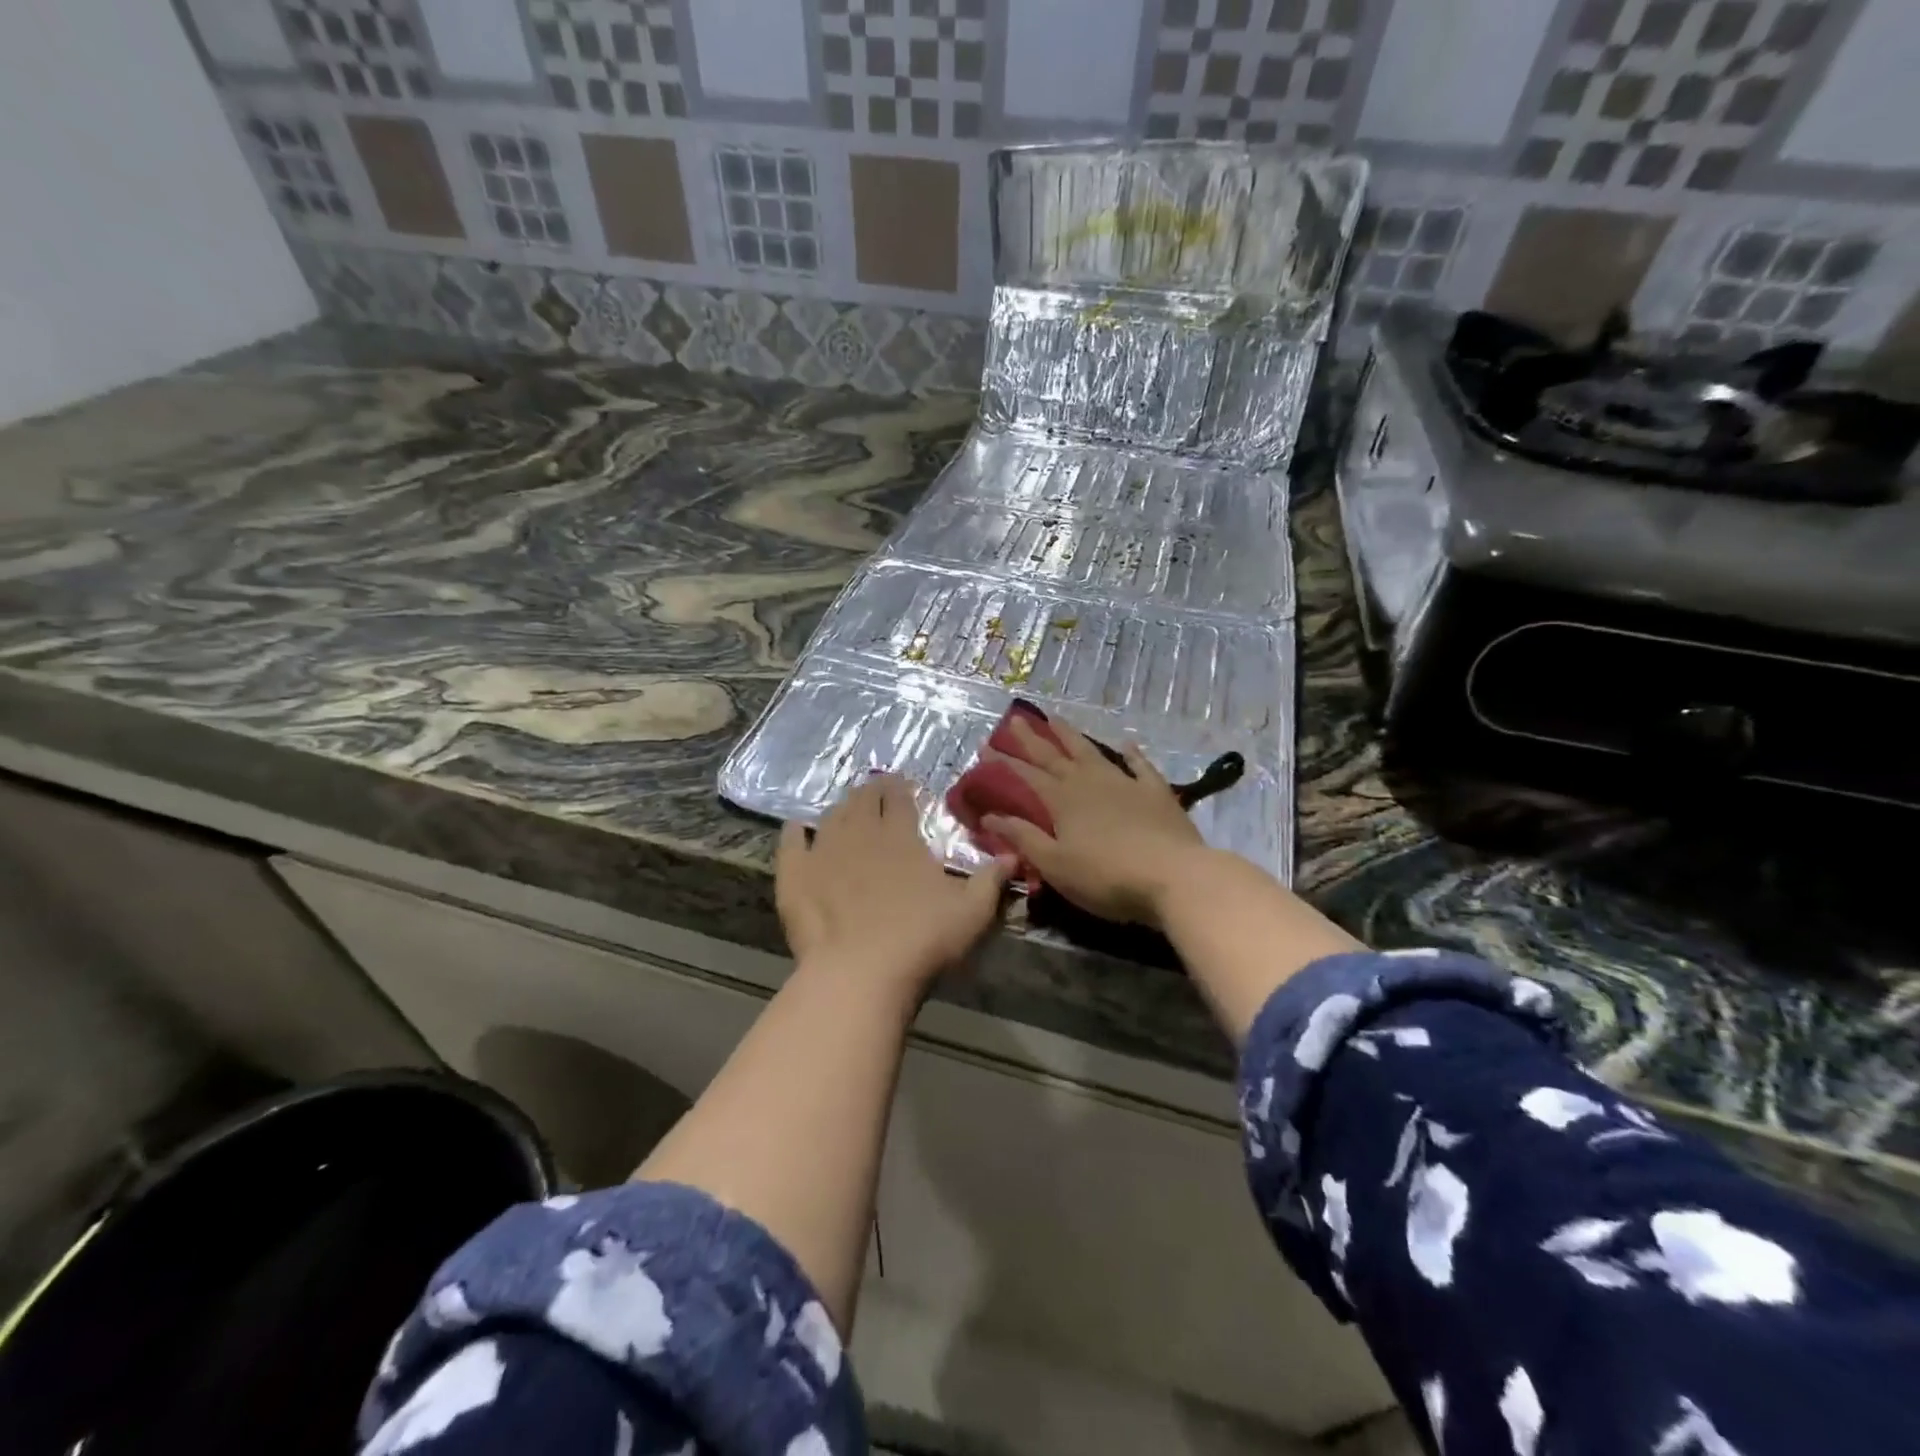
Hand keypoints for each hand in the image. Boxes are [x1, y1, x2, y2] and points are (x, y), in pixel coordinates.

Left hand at [777, 774, 1015, 996]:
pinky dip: (794, 831)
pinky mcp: (795, 876)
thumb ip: (992, 879)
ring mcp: (823, 851)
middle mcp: (860, 833)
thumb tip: (1014, 854)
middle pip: (863, 800)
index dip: (902, 789)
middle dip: (871, 792)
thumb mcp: (972, 911)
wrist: (860, 973)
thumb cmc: (922, 939)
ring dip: (841, 808)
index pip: (899, 798)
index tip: (904, 787)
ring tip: (847, 809)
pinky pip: (791, 842)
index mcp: (901, 836)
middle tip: (877, 792)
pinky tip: (797, 827)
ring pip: (831, 816)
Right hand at [982, 716, 1206, 928]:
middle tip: (1015, 719)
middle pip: (1055, 756)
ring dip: (1071, 735)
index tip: (984, 747)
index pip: (1026, 776)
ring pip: (1091, 752)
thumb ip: (1023, 838)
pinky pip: (1140, 766)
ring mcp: (1125, 783)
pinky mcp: (1155, 792)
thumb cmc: (1106, 877)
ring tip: (1056, 718)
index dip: (1004, 762)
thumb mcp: (1055, 864)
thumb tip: (990, 816)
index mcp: (1062, 800)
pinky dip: (1131, 754)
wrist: (1174, 876)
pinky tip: (1126, 743)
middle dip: (1032, 739)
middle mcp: (1089, 782)